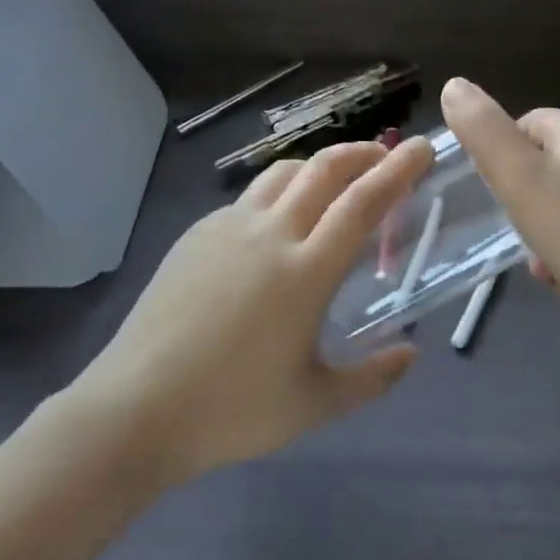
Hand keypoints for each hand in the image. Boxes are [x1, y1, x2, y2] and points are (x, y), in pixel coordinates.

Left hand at [74, 139, 432, 483]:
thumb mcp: (314, 405)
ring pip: (284, 172)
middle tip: (387, 158)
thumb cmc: (231, 411)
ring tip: (336, 184)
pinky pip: (250, 196)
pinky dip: (281, 192)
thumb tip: (409, 353)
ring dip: (319, 165)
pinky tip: (278, 225)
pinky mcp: (198, 233)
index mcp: (306, 271)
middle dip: (364, 153)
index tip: (422, 148)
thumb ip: (371, 378)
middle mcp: (271, 233)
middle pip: (325, 168)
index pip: (364, 202)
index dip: (399, 169)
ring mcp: (229, 227)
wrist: (136, 407)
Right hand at [440, 78, 559, 353]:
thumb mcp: (518, 177)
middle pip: (543, 164)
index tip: (493, 185)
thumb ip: (482, 131)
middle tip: (513, 223)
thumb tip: (453, 85)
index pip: (528, 121)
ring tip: (539, 260)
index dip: (502, 150)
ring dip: (540, 230)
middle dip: (520, 196)